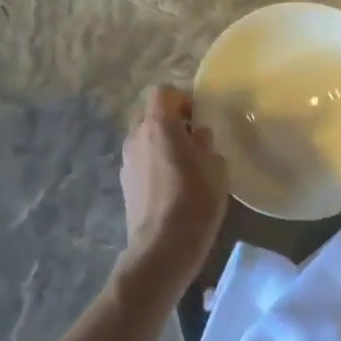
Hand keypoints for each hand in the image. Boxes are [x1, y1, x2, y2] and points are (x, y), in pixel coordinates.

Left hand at [117, 85, 228, 291]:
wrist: (162, 248)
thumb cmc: (195, 201)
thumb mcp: (216, 167)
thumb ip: (206, 143)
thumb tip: (198, 135)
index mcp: (159, 125)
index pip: (163, 92)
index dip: (182, 98)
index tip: (200, 115)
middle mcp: (136, 136)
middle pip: (149, 112)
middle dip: (170, 118)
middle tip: (193, 136)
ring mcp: (127, 160)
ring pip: (144, 136)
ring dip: (161, 140)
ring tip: (184, 161)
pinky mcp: (125, 183)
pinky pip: (141, 158)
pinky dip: (154, 160)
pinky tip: (172, 183)